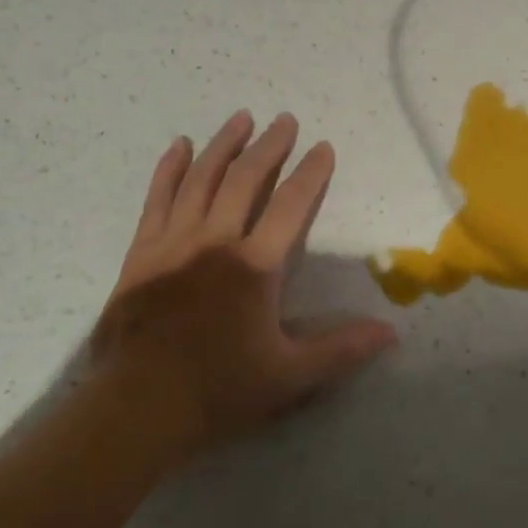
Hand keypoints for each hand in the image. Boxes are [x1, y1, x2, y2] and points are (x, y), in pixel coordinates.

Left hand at [87, 110, 396, 461]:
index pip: (291, 205)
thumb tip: (392, 333)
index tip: (323, 147)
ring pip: (201, 179)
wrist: (135, 410)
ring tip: (240, 118)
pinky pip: (157, 199)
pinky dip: (170, 169)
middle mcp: (215, 242)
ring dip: (223, 145)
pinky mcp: (141, 253)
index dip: (311, 173)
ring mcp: (173, 243)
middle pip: (245, 179)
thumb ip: (341, 349)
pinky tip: (180, 146)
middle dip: (269, 146)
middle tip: (285, 120)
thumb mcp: (289, 376)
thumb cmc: (218, 390)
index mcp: (253, 266)